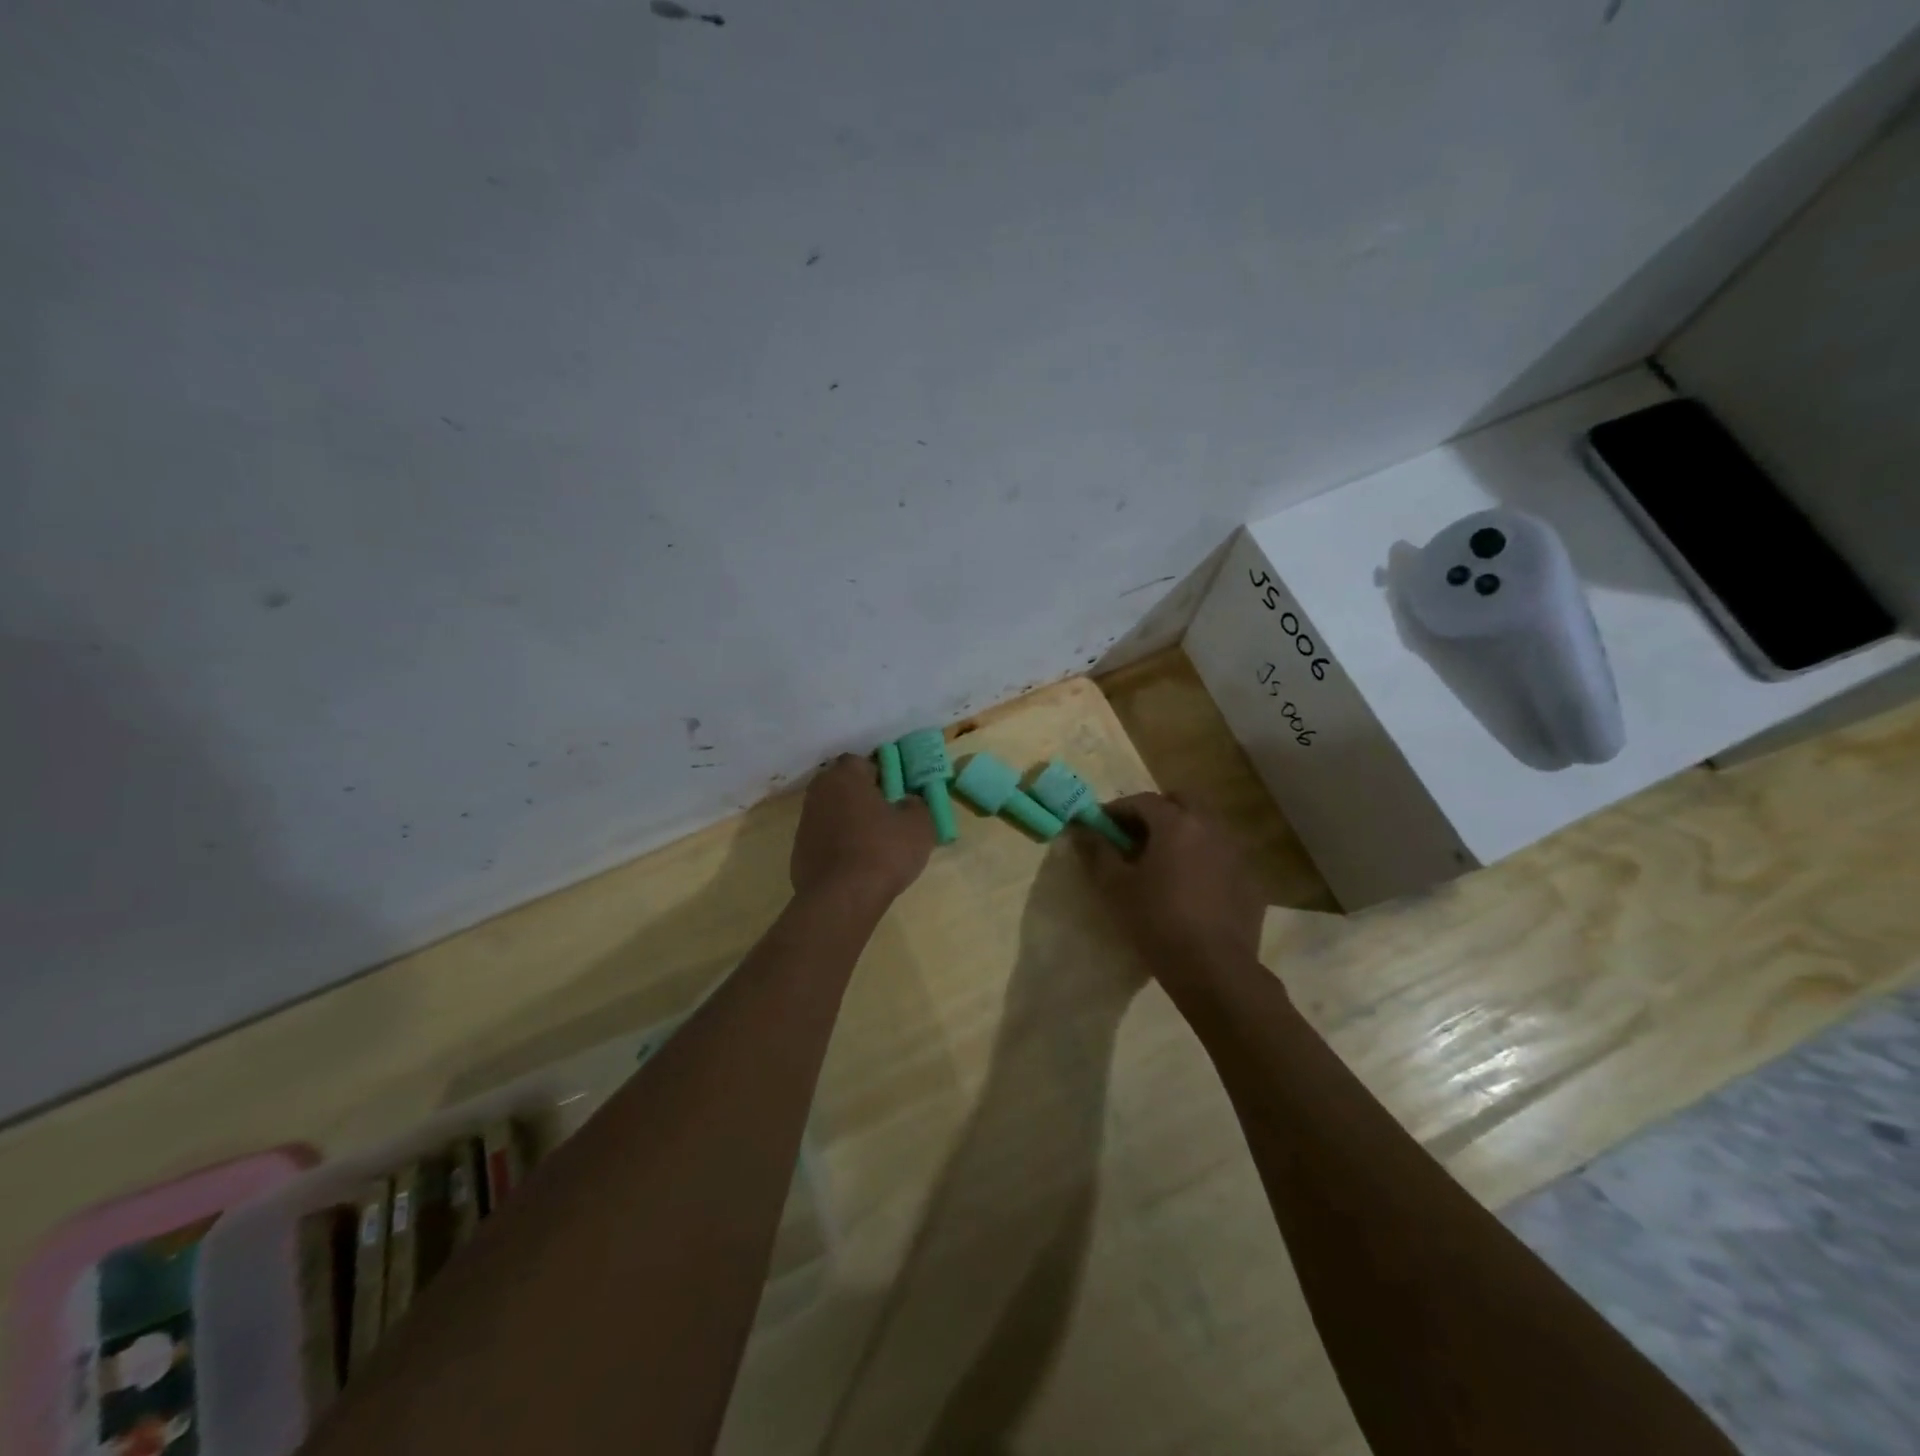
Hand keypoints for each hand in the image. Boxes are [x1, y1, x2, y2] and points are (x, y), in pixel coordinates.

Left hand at [791, 754, 934, 906]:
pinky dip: (838, 846)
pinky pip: (824, 840)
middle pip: (843, 787)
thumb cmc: (883, 851)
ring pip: (832, 813)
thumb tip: (908, 803)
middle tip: (886, 816)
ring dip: (849, 822)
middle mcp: (819, 792)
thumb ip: (916, 805)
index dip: (880, 774)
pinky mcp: (798, 852)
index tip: (895, 793)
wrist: (842, 899)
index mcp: (845, 776)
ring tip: (873, 845)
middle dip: (862, 797)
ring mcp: (804, 823)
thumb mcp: (919, 825)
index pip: (861, 762)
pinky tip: (856, 866)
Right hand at [1075, 793, 1264, 977]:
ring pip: (1206, 826)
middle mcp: (1211, 827)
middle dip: (1156, 812)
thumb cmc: (1157, 921)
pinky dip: (1203, 858)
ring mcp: (1236, 852)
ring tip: (1163, 861)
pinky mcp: (1250, 879)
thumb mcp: (1116, 887)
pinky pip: (1222, 855)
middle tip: (1136, 836)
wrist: (1213, 968)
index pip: (1142, 801)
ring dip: (1183, 832)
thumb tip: (1082, 830)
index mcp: (1176, 823)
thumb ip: (1098, 852)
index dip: (1118, 810)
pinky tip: (1191, 886)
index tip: (1102, 826)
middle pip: (1182, 802)